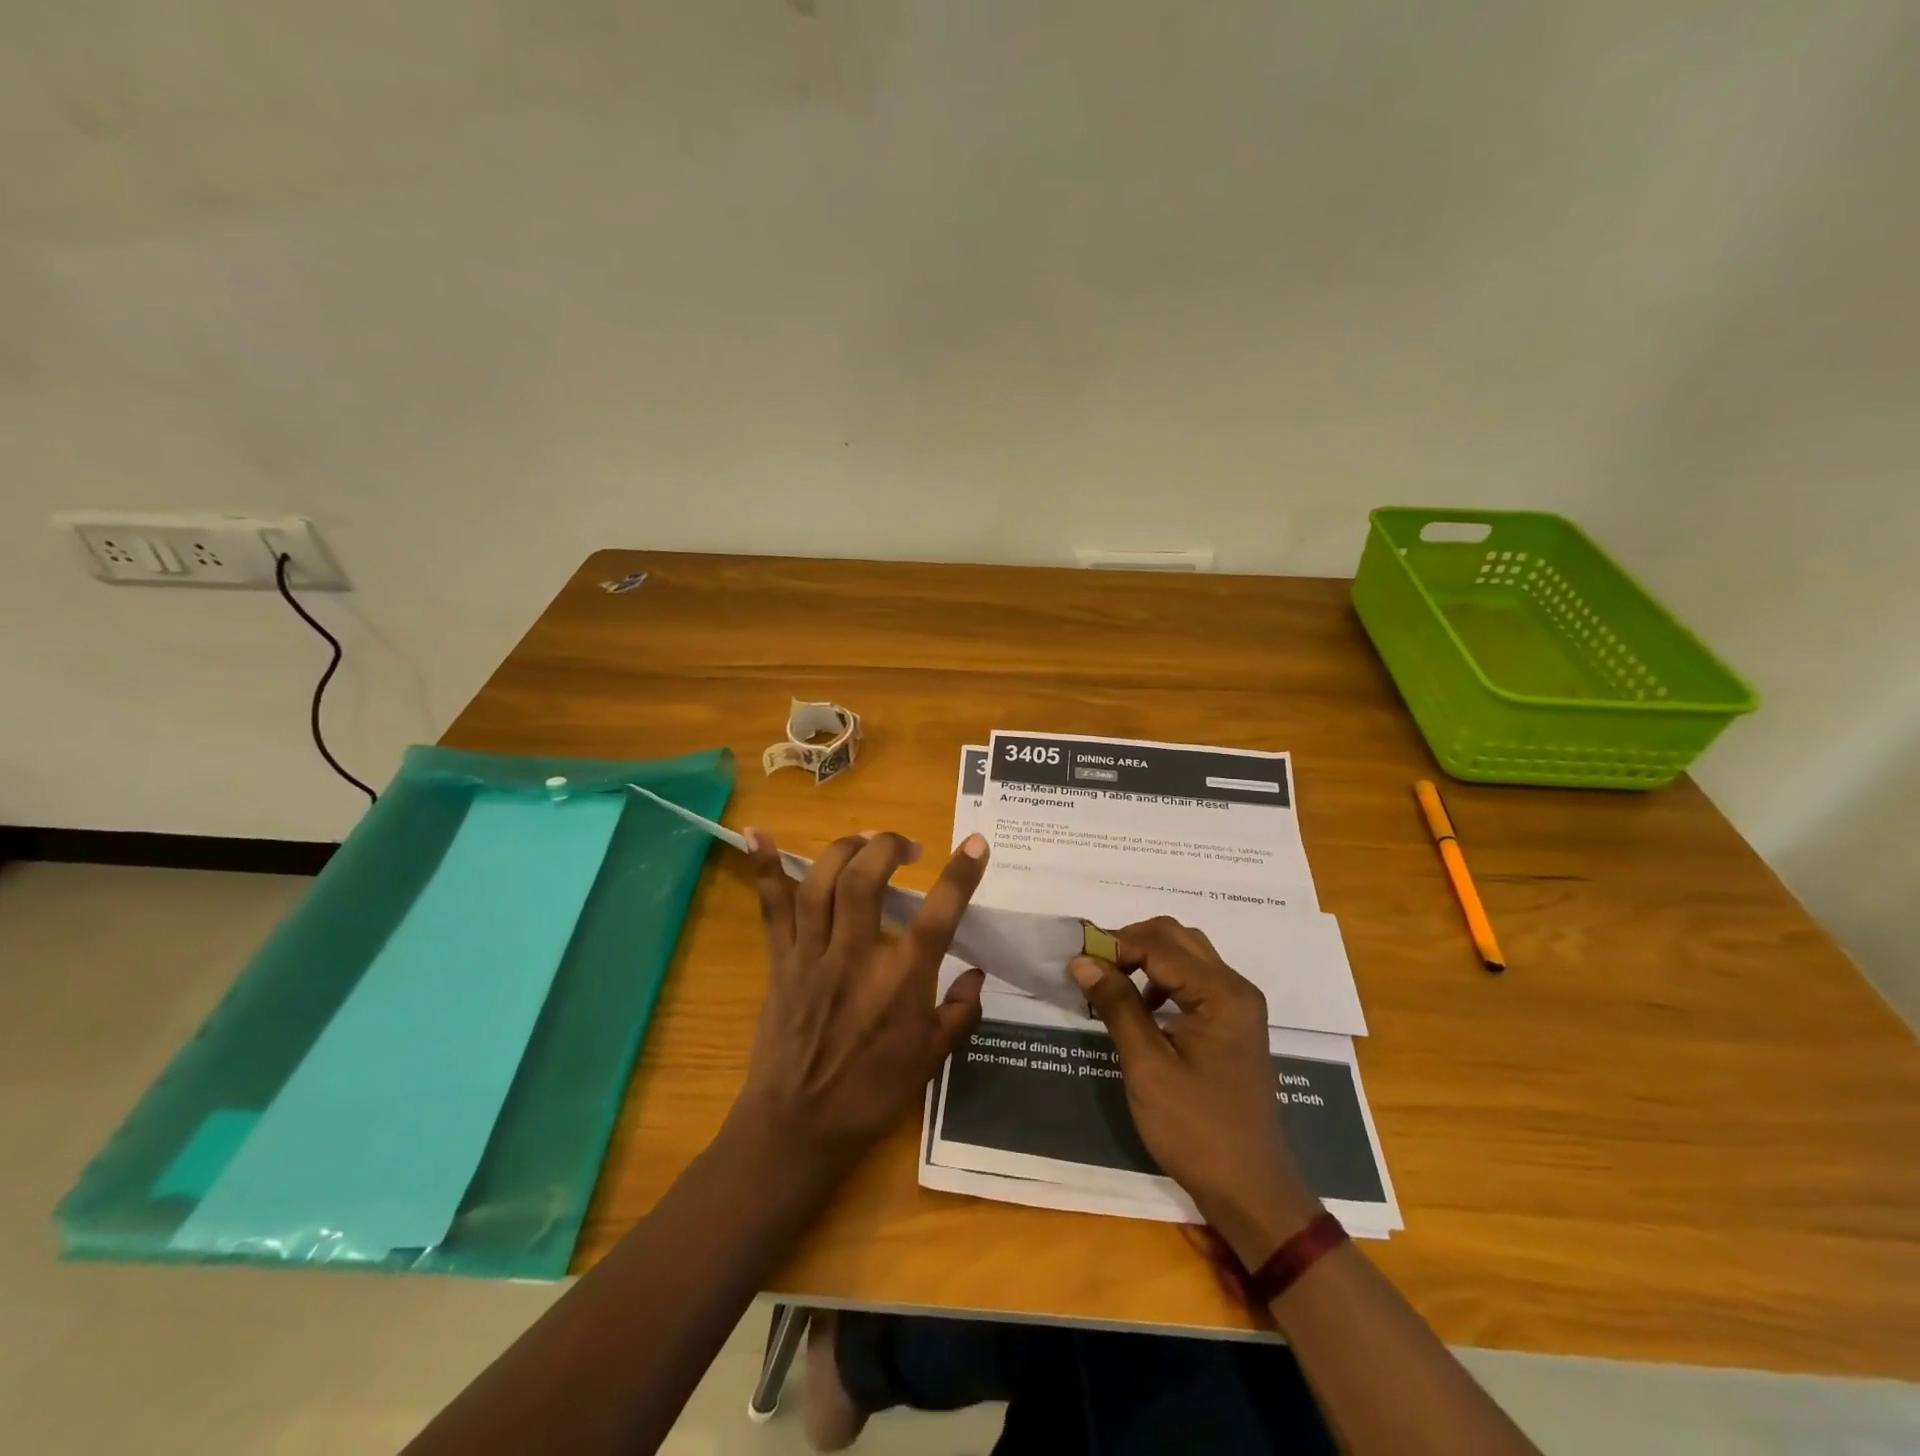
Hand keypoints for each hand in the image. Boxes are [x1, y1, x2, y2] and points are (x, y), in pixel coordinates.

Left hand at [735, 828, 989, 1165]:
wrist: (798, 1126)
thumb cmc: (870, 1095)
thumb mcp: (930, 1060)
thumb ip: (959, 1013)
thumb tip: (977, 974)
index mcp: (900, 981)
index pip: (939, 915)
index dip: (960, 875)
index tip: (976, 842)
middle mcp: (855, 957)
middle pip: (866, 881)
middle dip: (887, 847)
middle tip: (906, 846)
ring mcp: (812, 955)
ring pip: (821, 883)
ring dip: (844, 849)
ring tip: (864, 840)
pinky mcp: (781, 960)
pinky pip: (771, 908)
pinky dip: (764, 868)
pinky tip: (757, 833)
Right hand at [1069, 917, 1321, 1267]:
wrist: (1250, 1191)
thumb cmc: (1196, 1130)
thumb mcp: (1147, 1066)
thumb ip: (1117, 1005)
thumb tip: (1082, 961)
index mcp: (1221, 994)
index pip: (1159, 946)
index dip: (1115, 946)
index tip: (1076, 961)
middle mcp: (1235, 988)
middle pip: (1177, 938)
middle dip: (1131, 942)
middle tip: (1093, 966)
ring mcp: (1237, 1007)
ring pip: (1186, 955)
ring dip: (1146, 958)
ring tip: (1110, 984)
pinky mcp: (1231, 1025)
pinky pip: (1193, 981)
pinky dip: (1162, 980)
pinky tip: (1140, 1009)